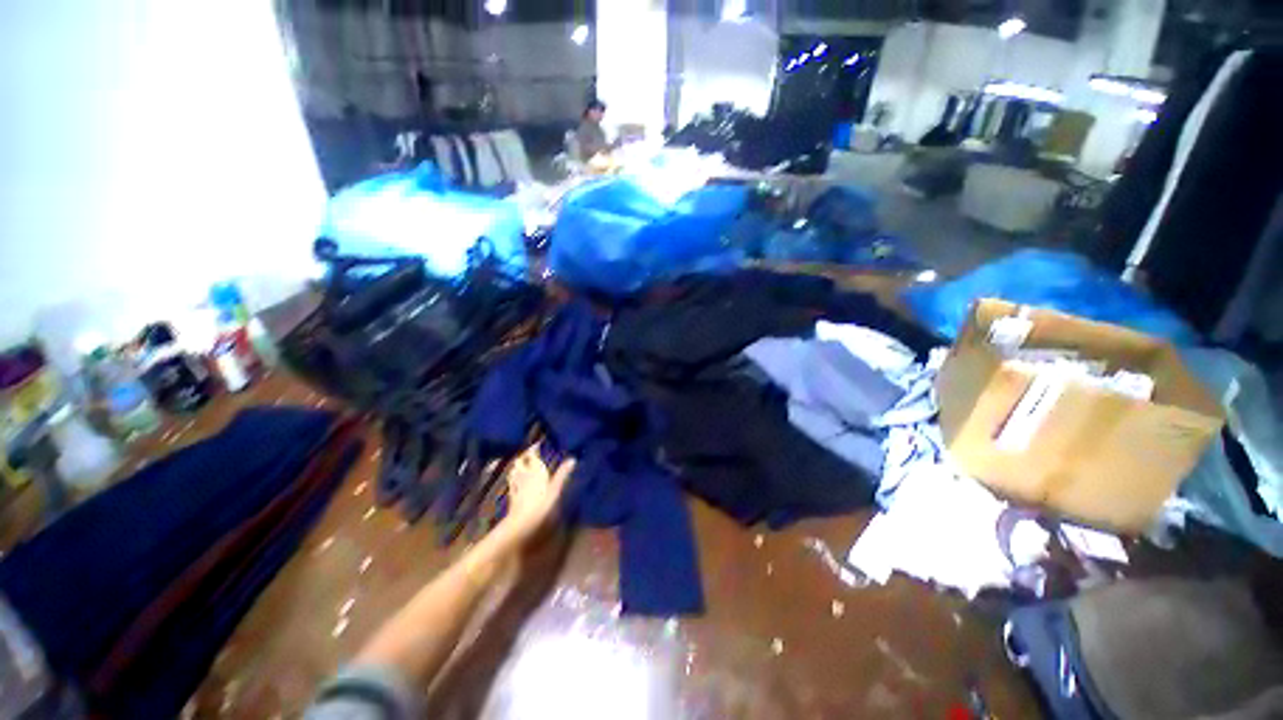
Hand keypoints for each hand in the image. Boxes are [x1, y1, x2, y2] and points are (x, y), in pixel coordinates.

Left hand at [497, 445, 574, 544]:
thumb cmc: (542, 504)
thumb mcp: (556, 489)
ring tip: (523, 465)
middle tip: (531, 454)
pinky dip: (514, 479)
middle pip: (520, 461)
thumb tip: (573, 459)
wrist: (522, 523)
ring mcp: (516, 485)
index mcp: (535, 470)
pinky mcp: (512, 496)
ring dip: (518, 466)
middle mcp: (524, 474)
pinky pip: (512, 483)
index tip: (537, 444)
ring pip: (514, 471)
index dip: (533, 448)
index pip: (532, 454)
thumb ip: (563, 474)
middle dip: (524, 456)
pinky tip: (517, 482)